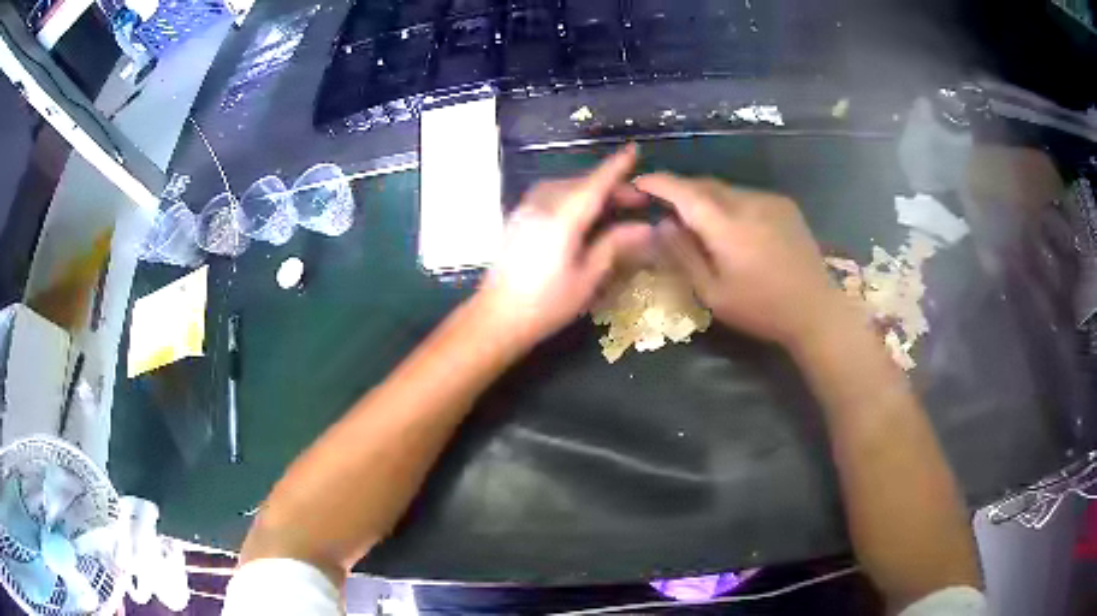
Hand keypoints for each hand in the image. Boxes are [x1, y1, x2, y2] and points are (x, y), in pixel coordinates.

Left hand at [476, 145, 652, 346]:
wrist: (496, 317)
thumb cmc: (546, 304)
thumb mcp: (586, 278)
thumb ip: (613, 246)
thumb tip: (644, 227)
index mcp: (562, 219)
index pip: (595, 184)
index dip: (616, 167)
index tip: (634, 150)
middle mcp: (542, 206)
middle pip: (580, 184)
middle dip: (609, 186)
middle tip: (637, 200)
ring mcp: (526, 210)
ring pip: (563, 187)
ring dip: (589, 189)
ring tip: (612, 205)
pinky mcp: (517, 219)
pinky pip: (549, 195)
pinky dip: (571, 195)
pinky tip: (581, 212)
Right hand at [636, 174, 847, 348]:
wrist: (815, 309)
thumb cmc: (760, 309)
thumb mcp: (713, 293)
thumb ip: (683, 256)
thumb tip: (660, 225)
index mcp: (726, 225)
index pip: (683, 191)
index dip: (658, 183)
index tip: (639, 183)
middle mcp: (747, 202)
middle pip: (704, 184)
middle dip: (681, 190)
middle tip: (666, 208)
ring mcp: (769, 200)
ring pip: (726, 189)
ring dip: (707, 198)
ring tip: (701, 221)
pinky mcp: (784, 205)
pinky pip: (746, 195)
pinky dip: (730, 203)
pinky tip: (734, 227)